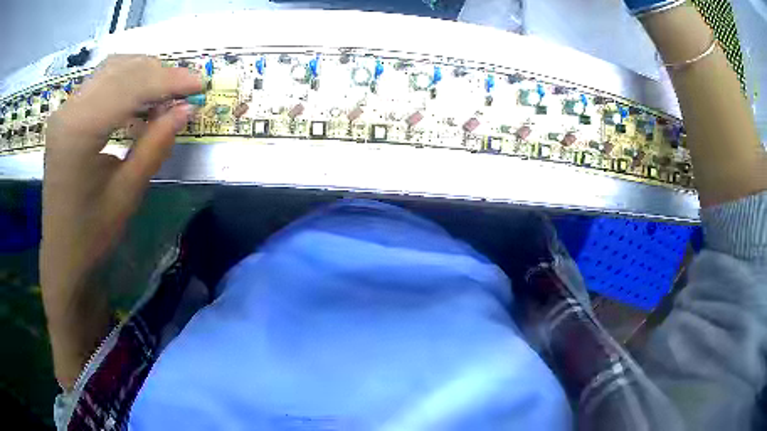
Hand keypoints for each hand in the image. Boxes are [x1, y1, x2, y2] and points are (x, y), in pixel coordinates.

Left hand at [40, 55, 201, 388]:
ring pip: (112, 69)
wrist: (62, 256)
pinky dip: (126, 83)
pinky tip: (141, 99)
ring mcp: (65, 110)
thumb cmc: (92, 236)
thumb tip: (185, 110)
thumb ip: (155, 145)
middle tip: (187, 89)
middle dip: (159, 73)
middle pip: (121, 70)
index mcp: (78, 132)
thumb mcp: (127, 194)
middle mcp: (68, 111)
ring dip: (143, 74)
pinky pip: (101, 82)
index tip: (200, 85)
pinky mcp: (66, 115)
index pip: (129, 87)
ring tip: (167, 92)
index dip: (169, 81)